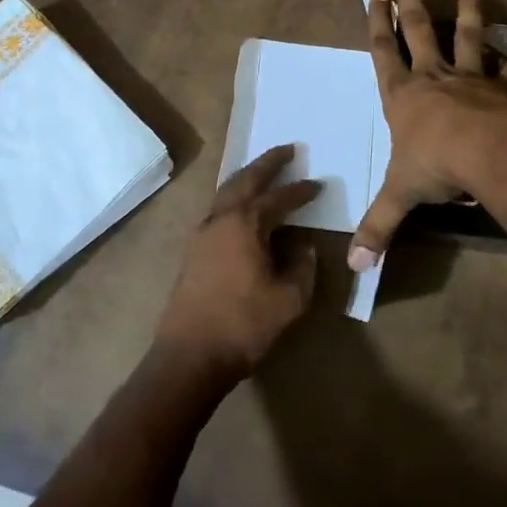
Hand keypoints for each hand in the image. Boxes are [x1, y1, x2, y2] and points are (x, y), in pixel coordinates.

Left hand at [153, 145, 319, 385]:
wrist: (189, 356)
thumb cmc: (243, 325)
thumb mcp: (289, 300)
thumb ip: (303, 268)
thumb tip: (306, 248)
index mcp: (245, 224)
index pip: (279, 198)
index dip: (300, 191)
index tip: (317, 185)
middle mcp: (221, 219)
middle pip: (245, 180)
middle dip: (268, 163)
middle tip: (287, 149)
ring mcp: (202, 234)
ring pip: (227, 193)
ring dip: (247, 178)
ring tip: (265, 172)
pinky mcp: (193, 251)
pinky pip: (218, 210)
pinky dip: (235, 198)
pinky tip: (244, 210)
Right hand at [351, 0, 506, 270]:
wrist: (489, 154)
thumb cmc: (436, 166)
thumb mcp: (400, 196)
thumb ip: (378, 227)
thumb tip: (352, 267)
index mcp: (403, 96)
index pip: (383, 52)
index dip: (377, 22)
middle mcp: (435, 78)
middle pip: (419, 32)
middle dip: (410, 4)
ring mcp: (472, 79)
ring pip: (467, 38)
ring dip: (468, 13)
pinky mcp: (506, 89)